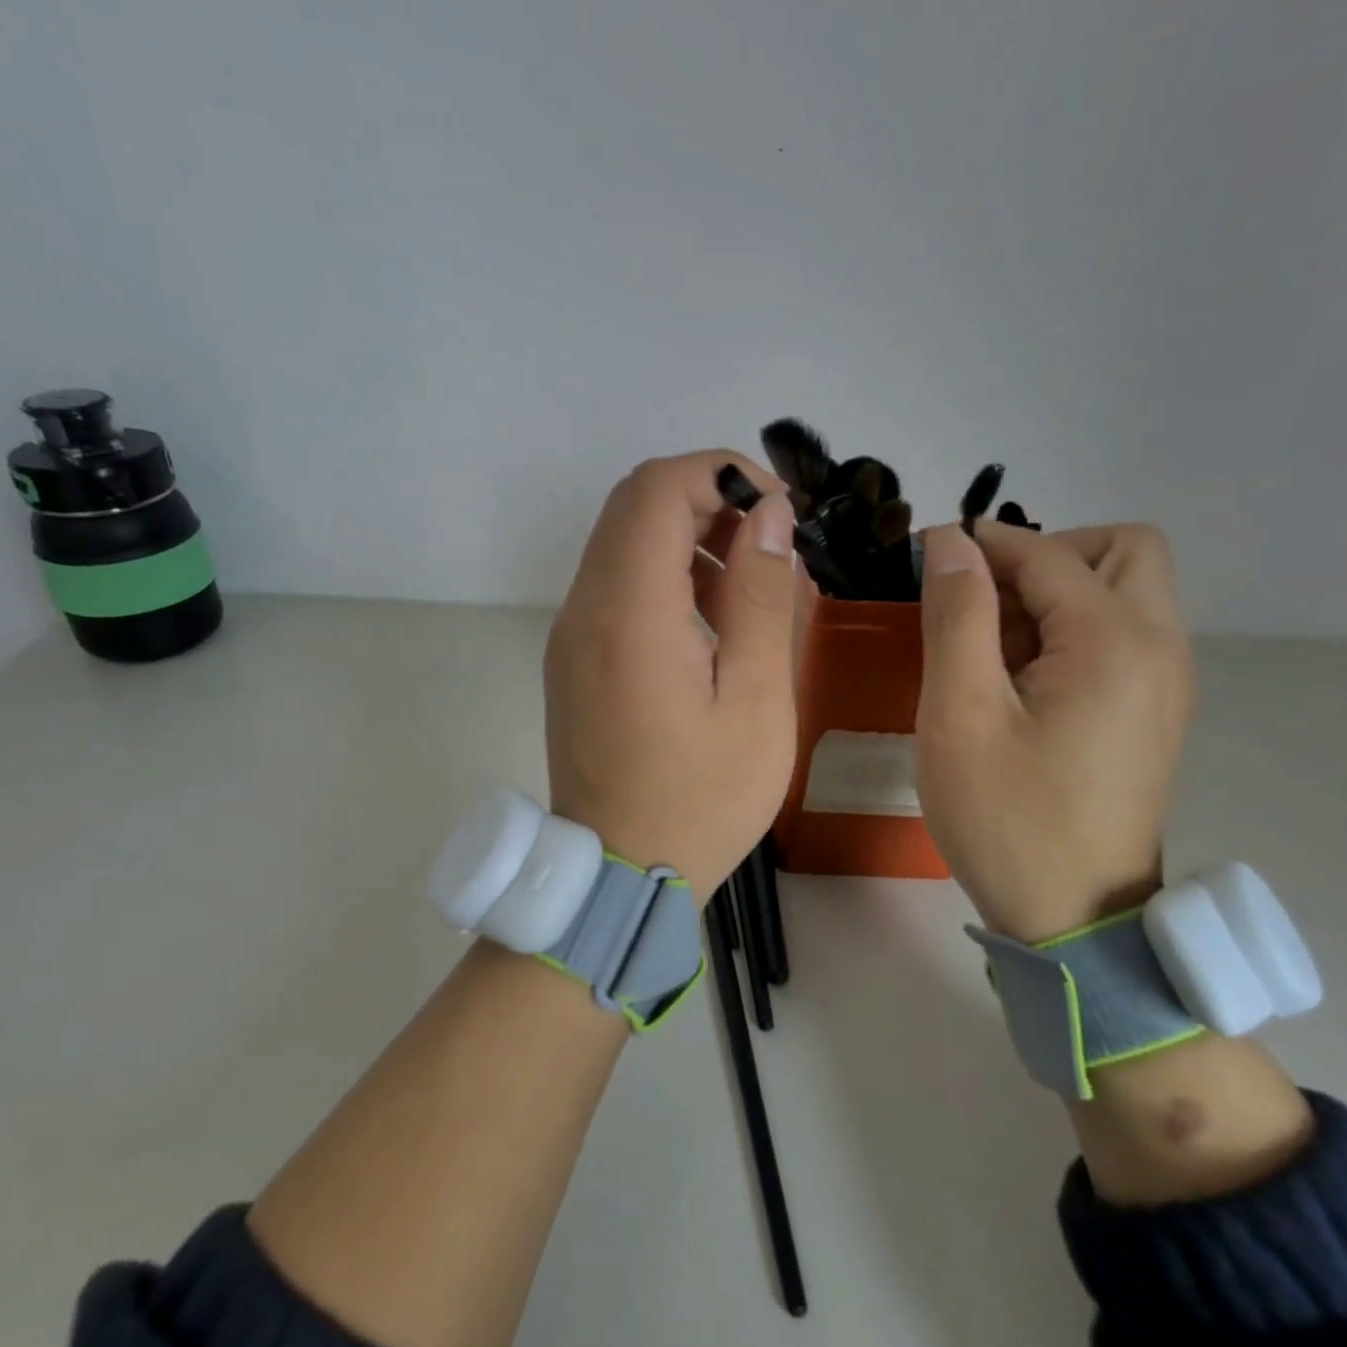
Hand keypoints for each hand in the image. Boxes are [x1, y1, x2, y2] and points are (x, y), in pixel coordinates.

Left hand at [544, 451, 801, 903]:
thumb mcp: (756, 700)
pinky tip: (709, 621)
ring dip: (686, 536)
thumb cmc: (702, 798)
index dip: (721, 473)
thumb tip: (766, 514)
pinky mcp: (572, 657)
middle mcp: (584, 608)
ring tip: (748, 584)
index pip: (657, 488)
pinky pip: (614, 585)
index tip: (777, 508)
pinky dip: (663, 574)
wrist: (619, 873)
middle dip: (707, 498)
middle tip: (768, 542)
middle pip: (633, 504)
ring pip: (622, 541)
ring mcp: (570, 633)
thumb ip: (761, 596)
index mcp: (628, 612)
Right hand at [915, 521, 1195, 942]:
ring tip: (989, 646)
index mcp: (1115, 643)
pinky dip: (1070, 629)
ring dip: (1055, 592)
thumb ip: (957, 616)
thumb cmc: (1007, 817)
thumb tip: (949, 542)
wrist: (1074, 919)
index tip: (925, 557)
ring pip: (1123, 591)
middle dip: (1044, 554)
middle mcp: (1159, 648)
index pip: (1049, 554)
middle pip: (1120, 551)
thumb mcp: (960, 714)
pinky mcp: (1153, 711)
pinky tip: (1017, 679)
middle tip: (980, 601)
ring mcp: (1164, 682)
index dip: (982, 544)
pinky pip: (1120, 635)